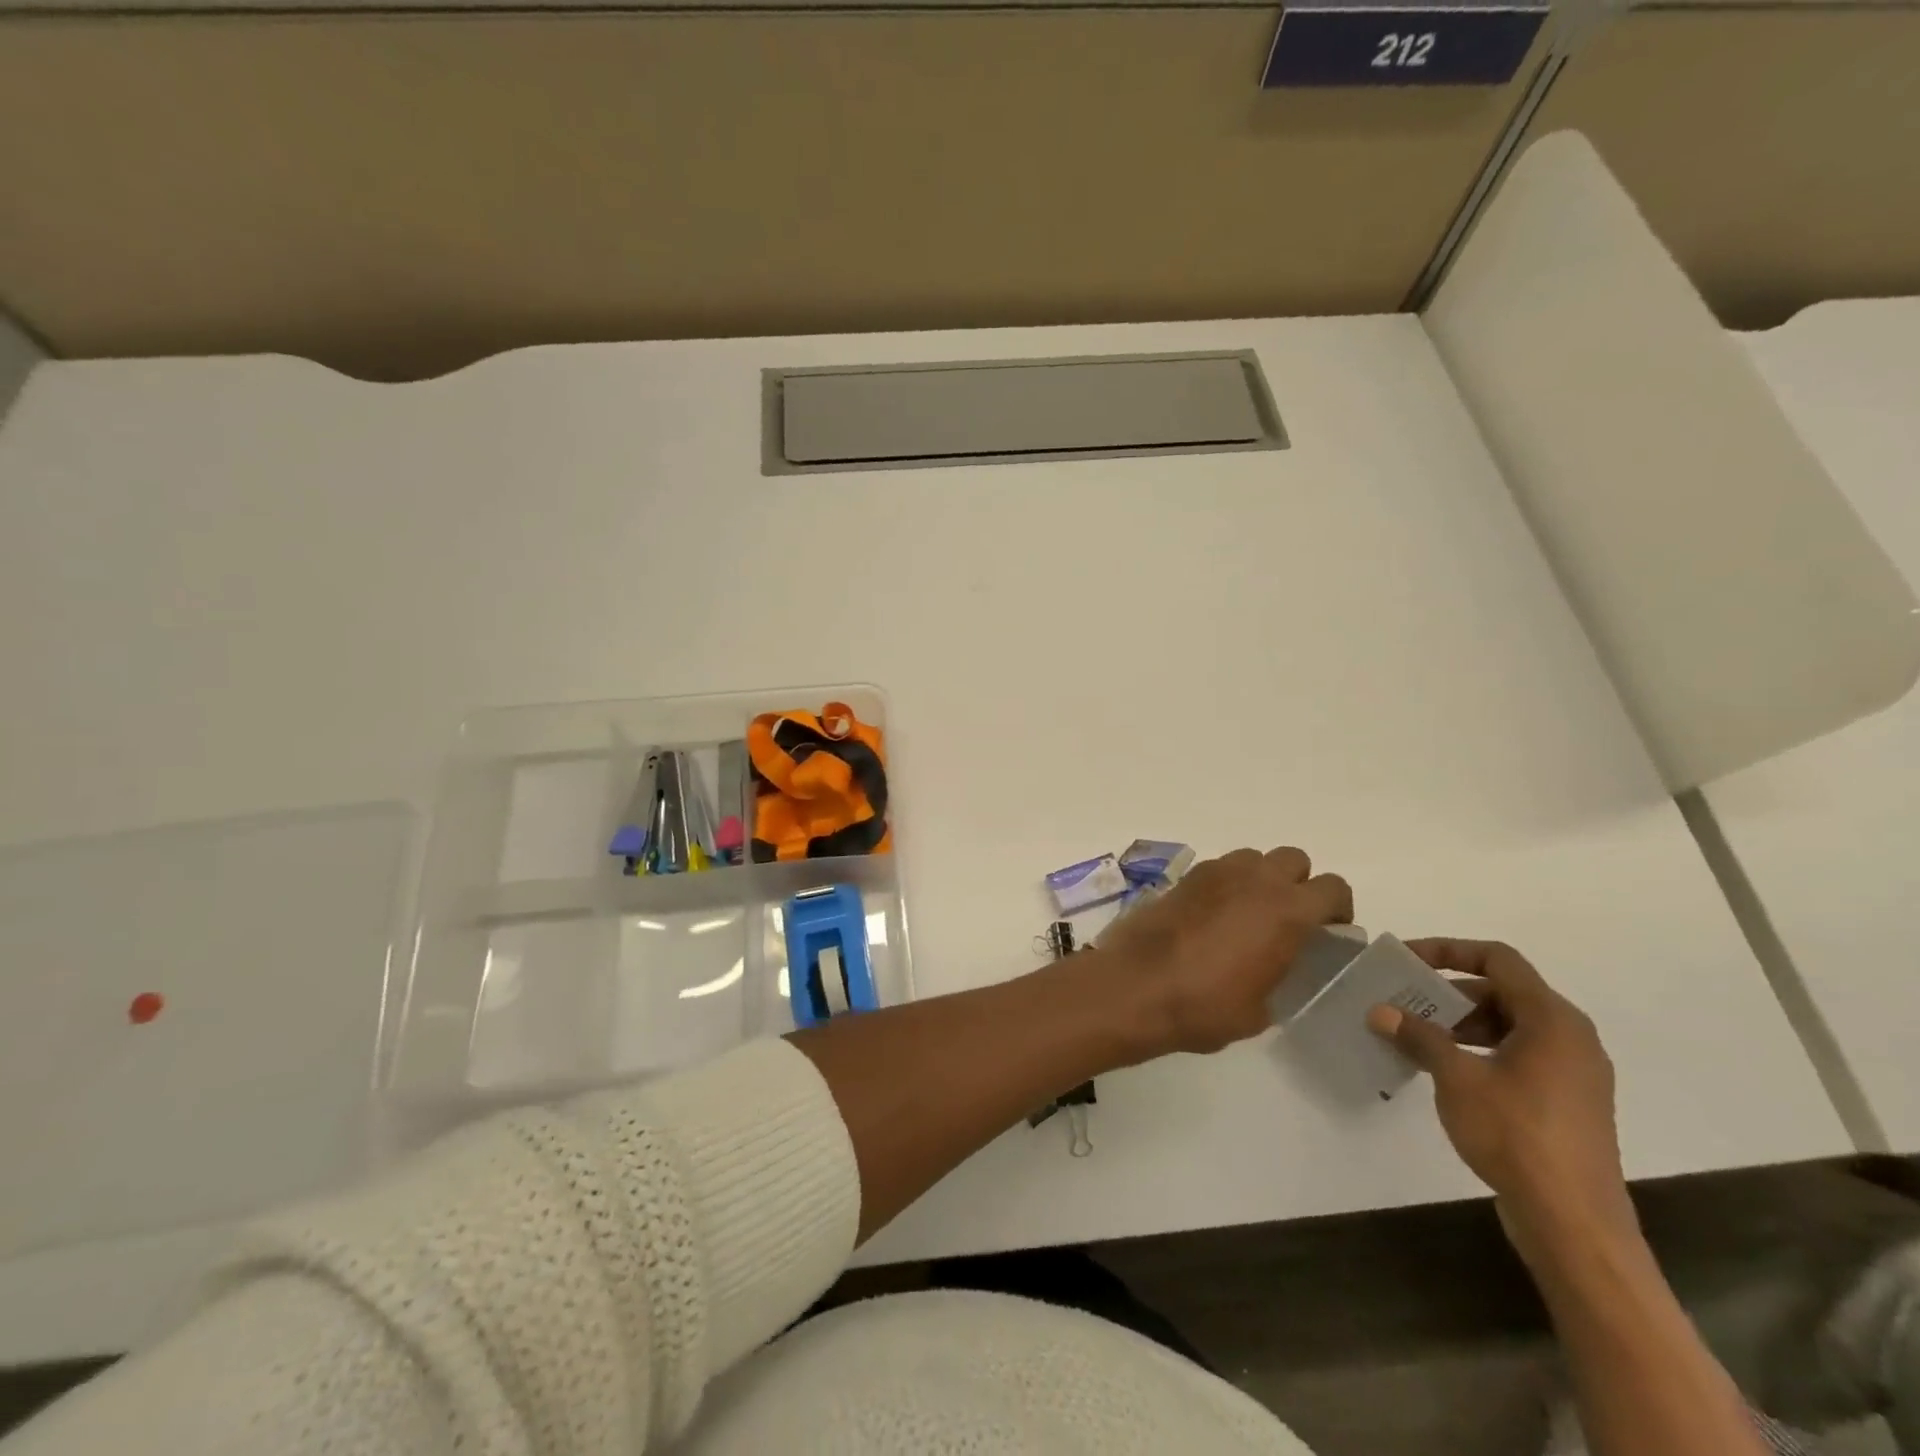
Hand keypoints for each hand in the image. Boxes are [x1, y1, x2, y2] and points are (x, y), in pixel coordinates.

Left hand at [1099, 846, 1352, 1057]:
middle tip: (1289, 919)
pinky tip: (1214, 915)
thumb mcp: (1262, 1009)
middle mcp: (1256, 880)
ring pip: (1254, 858)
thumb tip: (1276, 966)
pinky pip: (1220, 868)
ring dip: (1260, 878)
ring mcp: (1216, 872)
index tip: (1329, 932)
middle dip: (1298, 883)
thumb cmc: (1205, 1006)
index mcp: (1287, 911)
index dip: (1337, 908)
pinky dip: (1227, 883)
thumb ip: (1281, 976)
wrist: (1136, 986)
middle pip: (1293, 860)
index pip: (1333, 888)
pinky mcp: (1185, 877)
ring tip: (1249, 914)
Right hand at [1365, 939, 1637, 1263]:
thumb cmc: (1516, 1135)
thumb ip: (1419, 1037)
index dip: (1449, 950)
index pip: (1498, 959)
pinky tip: (1447, 1072)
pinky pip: (1521, 1055)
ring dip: (1462, 1024)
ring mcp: (1574, 1073)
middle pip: (1503, 992)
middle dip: (1450, 993)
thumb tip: (1380, 1011)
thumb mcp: (1457, 1078)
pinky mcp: (1568, 1103)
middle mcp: (1571, 1037)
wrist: (1574, 1224)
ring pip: (1511, 1025)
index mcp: (1552, 1020)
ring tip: (1418, 1037)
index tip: (1408, 961)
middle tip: (1405, 1003)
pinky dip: (1482, 1050)